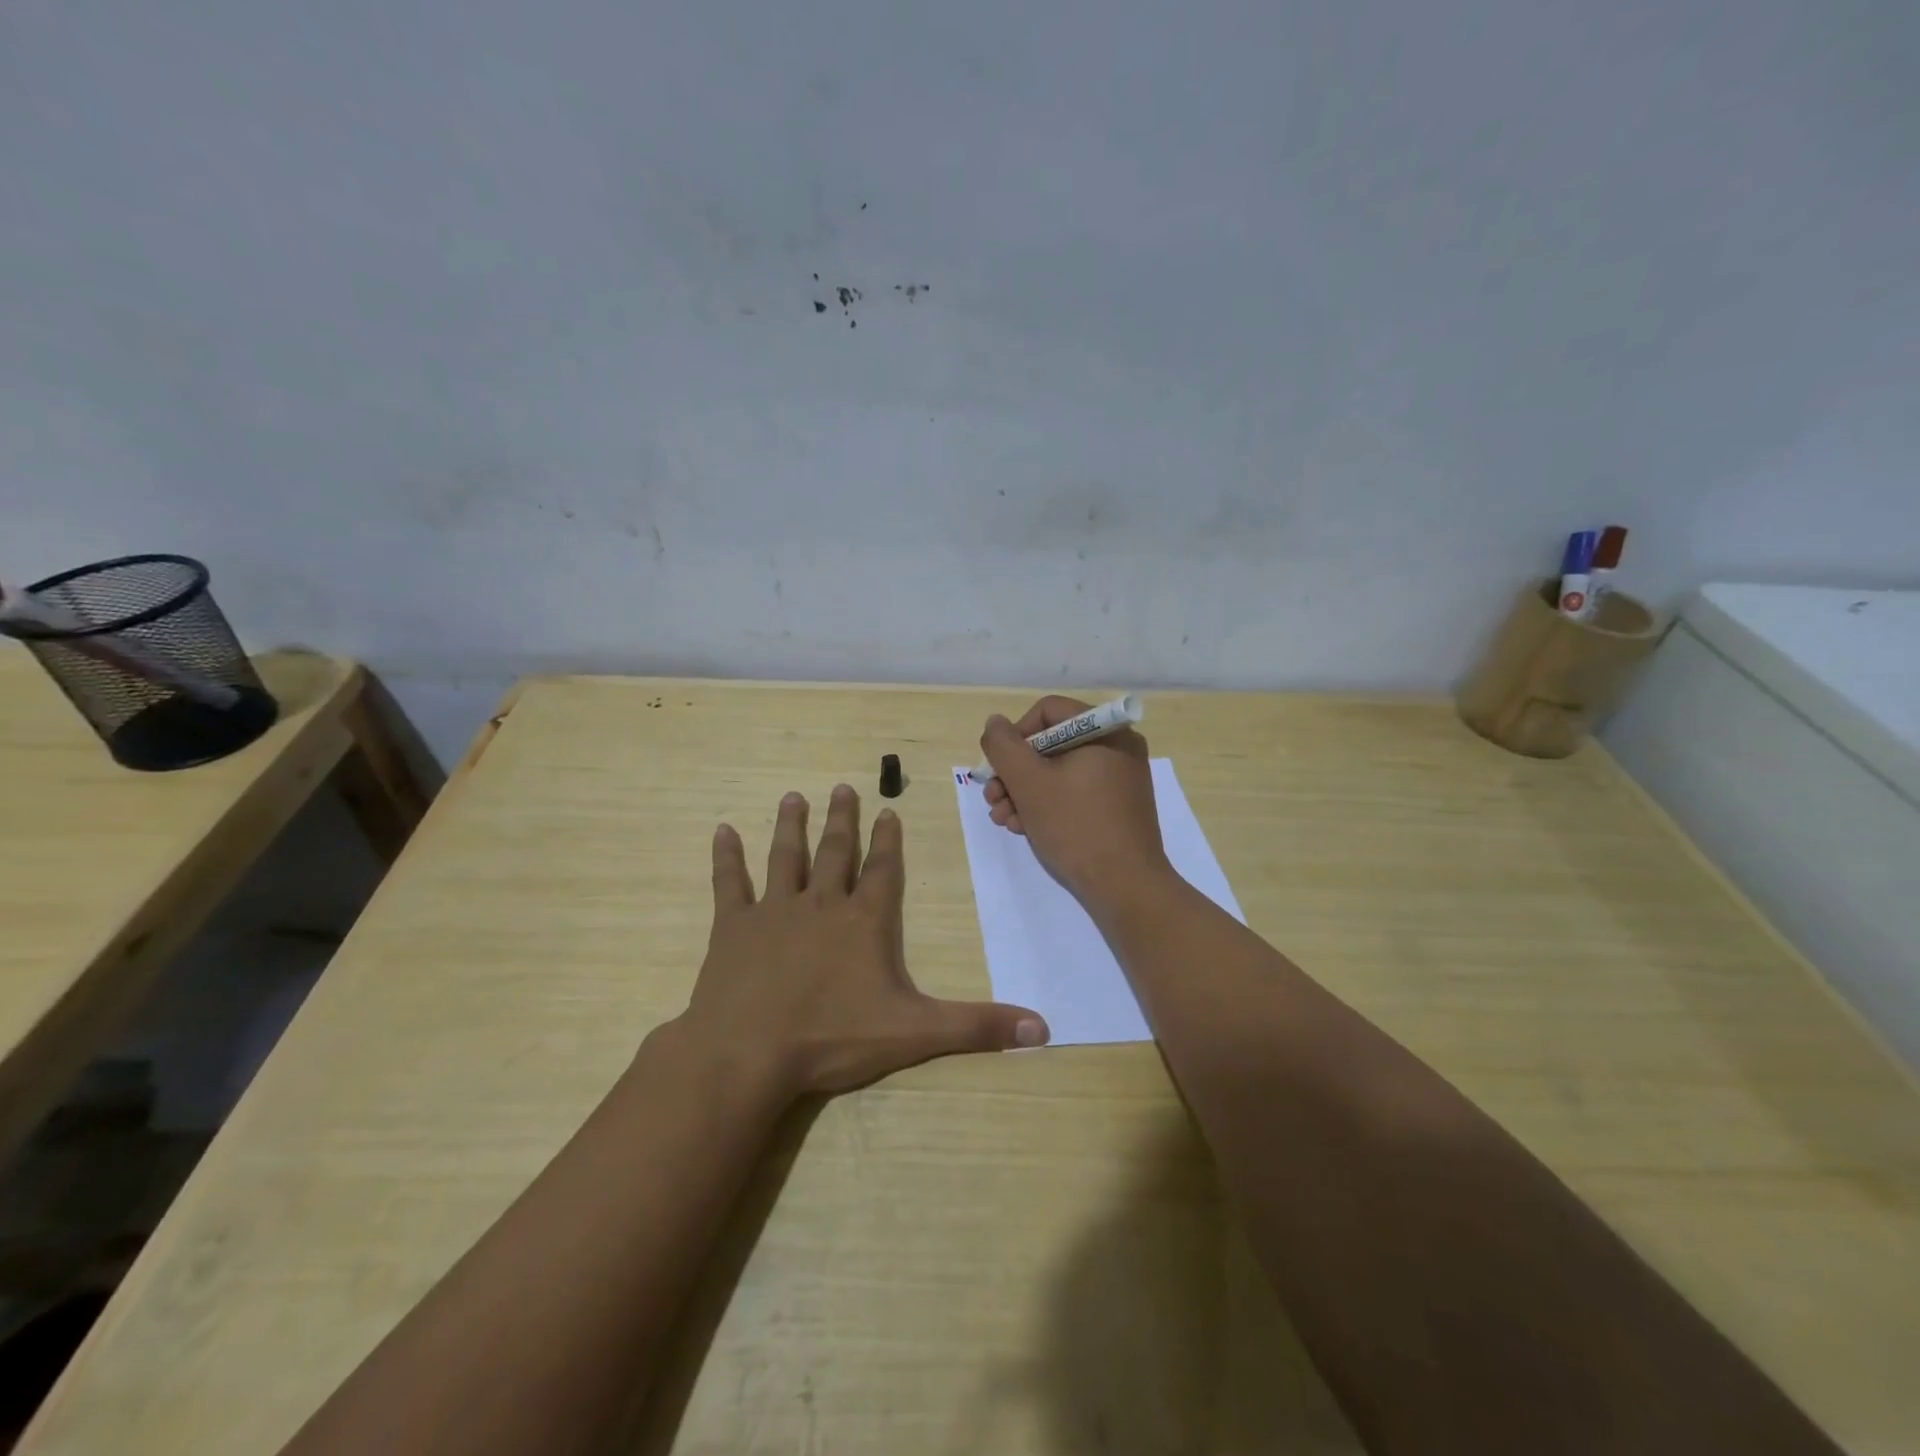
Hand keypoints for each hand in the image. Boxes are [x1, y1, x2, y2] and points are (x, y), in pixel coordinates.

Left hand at [676, 784, 1048, 1097]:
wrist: (748, 1053)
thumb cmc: (833, 1039)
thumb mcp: (916, 1034)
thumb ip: (978, 1027)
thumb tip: (1045, 1028)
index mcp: (864, 921)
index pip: (883, 870)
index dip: (889, 840)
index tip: (888, 810)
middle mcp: (821, 904)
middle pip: (835, 851)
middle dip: (841, 820)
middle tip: (841, 787)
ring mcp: (773, 911)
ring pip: (786, 857)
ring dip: (791, 826)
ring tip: (793, 796)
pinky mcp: (733, 928)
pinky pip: (729, 883)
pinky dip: (726, 857)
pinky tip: (721, 830)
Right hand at [979, 696, 1170, 910]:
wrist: (1125, 887)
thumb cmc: (1076, 826)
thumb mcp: (1029, 782)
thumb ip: (1004, 746)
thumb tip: (995, 724)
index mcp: (1105, 730)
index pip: (1046, 712)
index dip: (1015, 736)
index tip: (999, 769)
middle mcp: (1117, 746)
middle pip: (1050, 744)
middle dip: (1014, 773)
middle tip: (993, 800)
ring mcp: (1120, 778)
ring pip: (1059, 771)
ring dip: (1024, 792)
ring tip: (1005, 820)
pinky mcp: (1118, 806)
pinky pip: (1075, 792)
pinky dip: (1048, 805)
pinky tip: (1025, 828)